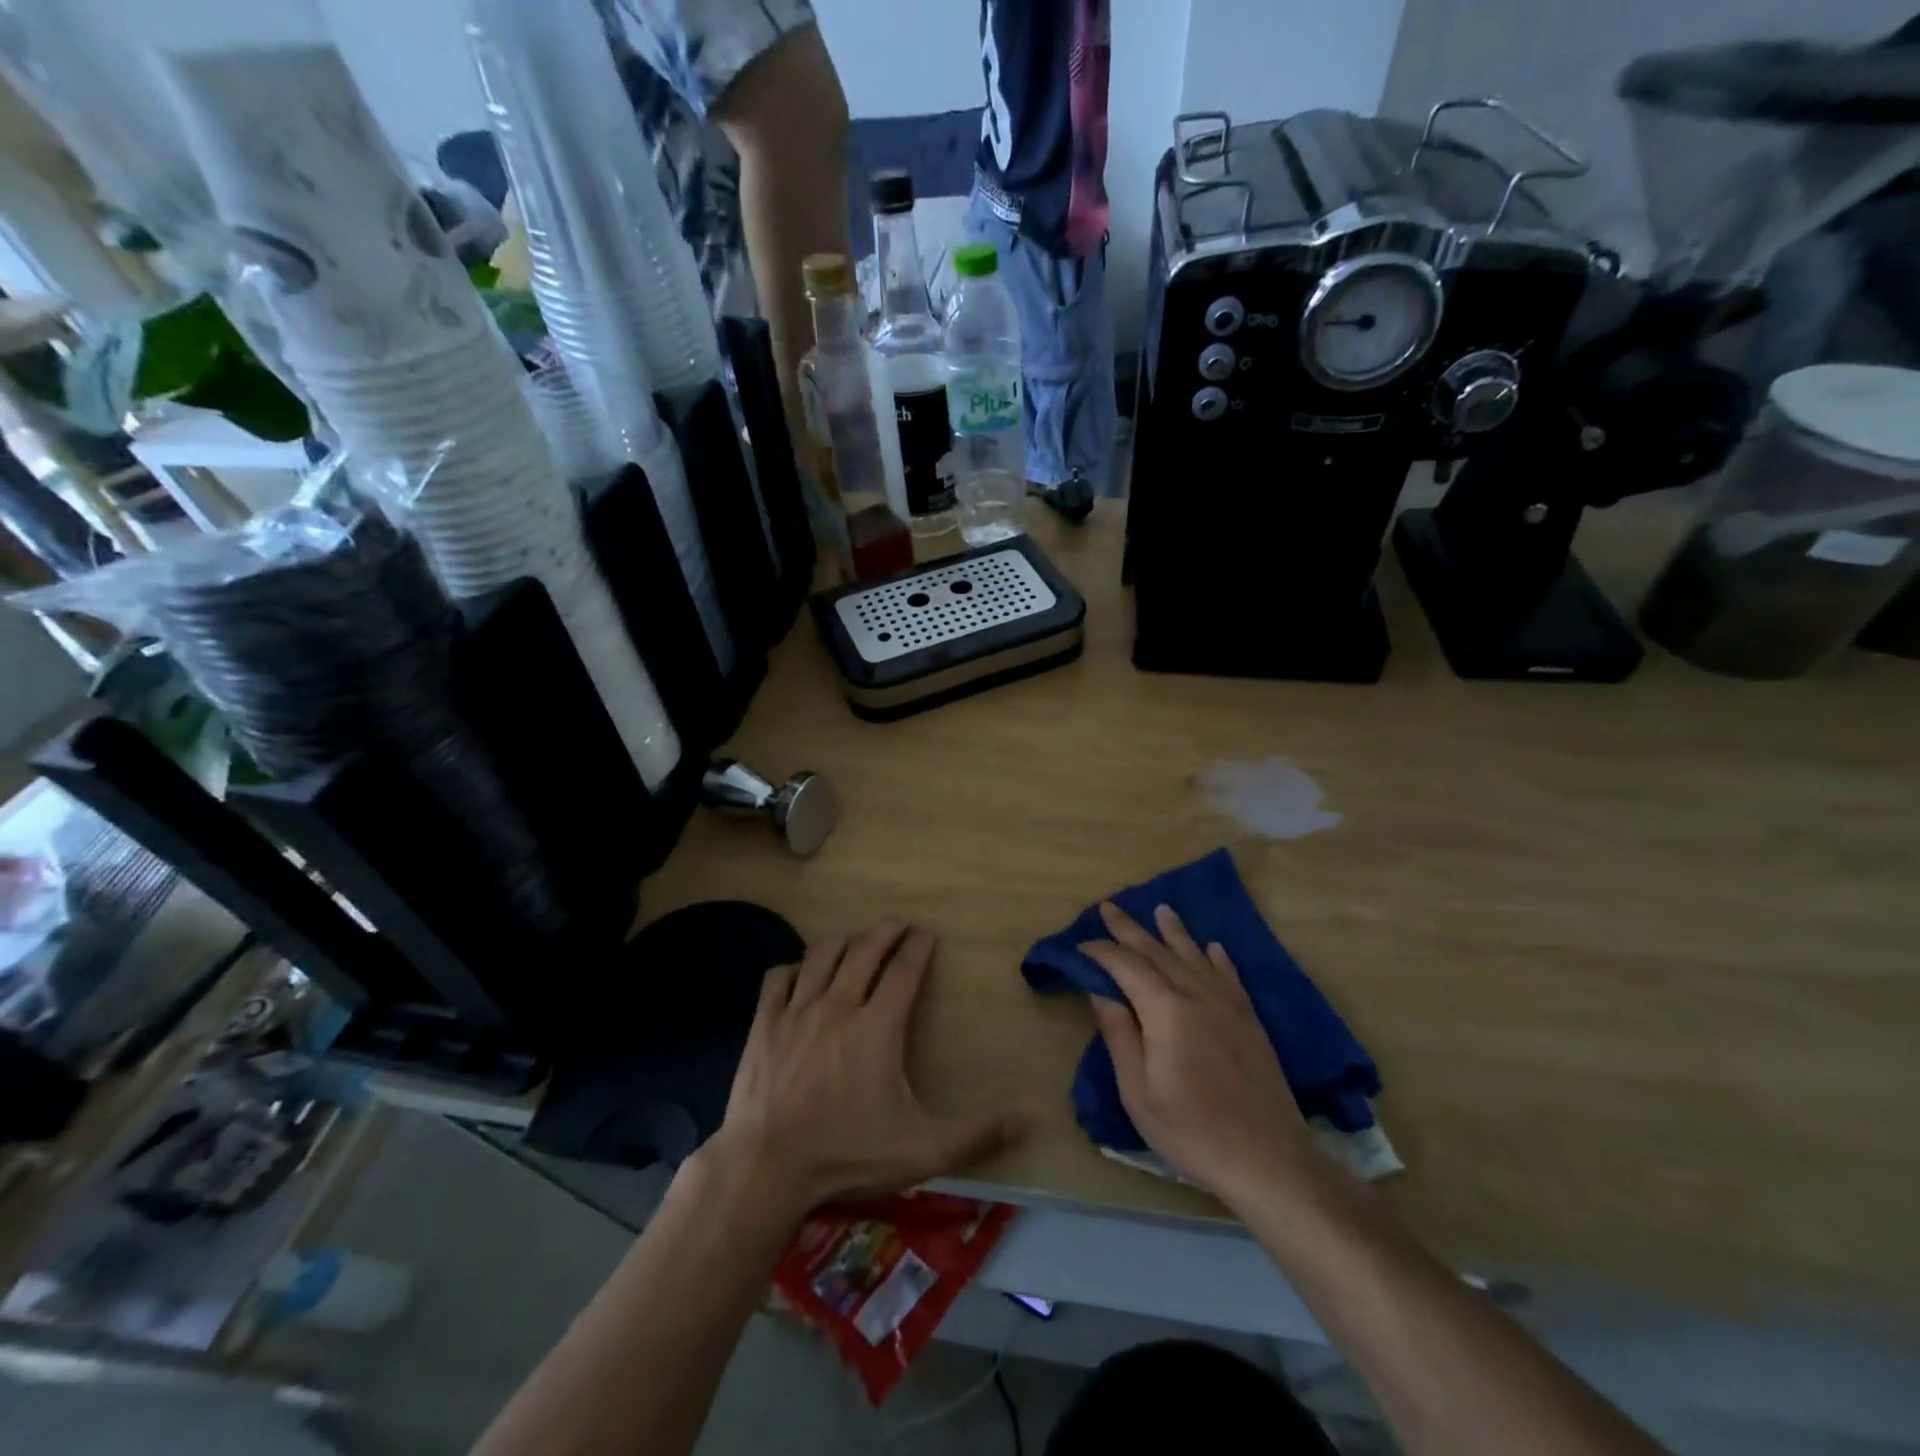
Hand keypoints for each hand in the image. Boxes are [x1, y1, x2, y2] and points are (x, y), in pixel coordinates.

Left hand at [704, 921, 1025, 1219]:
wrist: (765, 1167)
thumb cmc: (846, 1154)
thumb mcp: (921, 1151)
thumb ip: (976, 1135)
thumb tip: (1027, 1121)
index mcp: (878, 1026)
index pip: (905, 970)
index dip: (919, 947)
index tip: (928, 934)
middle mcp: (839, 1005)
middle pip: (865, 949)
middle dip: (886, 931)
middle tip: (899, 924)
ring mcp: (797, 1010)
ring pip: (822, 954)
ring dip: (844, 941)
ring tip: (856, 941)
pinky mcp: (765, 1023)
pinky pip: (780, 977)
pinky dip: (796, 968)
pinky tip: (803, 974)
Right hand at [1079, 902, 1317, 1207]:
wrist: (1268, 1159)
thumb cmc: (1192, 1131)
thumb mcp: (1138, 1092)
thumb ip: (1120, 1035)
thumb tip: (1101, 991)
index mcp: (1166, 1011)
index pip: (1127, 965)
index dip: (1101, 951)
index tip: (1080, 945)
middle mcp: (1197, 995)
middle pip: (1158, 952)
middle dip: (1129, 929)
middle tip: (1108, 907)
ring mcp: (1228, 1005)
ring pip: (1195, 956)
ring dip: (1174, 932)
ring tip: (1161, 910)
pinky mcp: (1249, 1020)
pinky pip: (1229, 976)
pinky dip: (1217, 958)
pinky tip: (1213, 947)